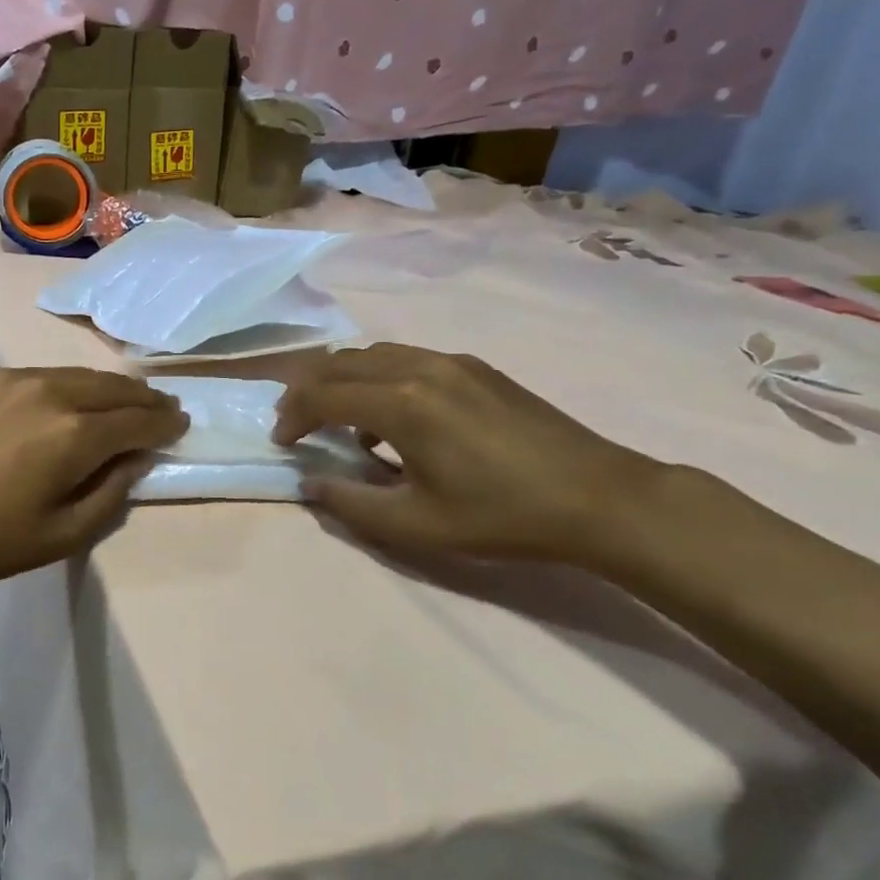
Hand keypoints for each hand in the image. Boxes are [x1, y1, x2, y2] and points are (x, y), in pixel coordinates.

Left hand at [0, 367, 187, 588]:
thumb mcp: (56, 537)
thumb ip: (107, 497)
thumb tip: (134, 462)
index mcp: (76, 434)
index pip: (138, 420)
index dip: (164, 422)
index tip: (179, 424)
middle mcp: (50, 392)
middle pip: (111, 387)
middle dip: (141, 396)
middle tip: (158, 405)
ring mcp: (7, 377)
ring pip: (71, 375)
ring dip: (101, 387)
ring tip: (114, 398)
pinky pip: (28, 377)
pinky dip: (53, 388)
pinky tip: (48, 403)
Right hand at [273, 344, 661, 569]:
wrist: (597, 497)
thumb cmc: (500, 516)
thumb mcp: (415, 525)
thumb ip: (350, 503)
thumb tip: (310, 482)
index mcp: (402, 403)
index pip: (322, 394)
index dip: (292, 416)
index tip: (282, 444)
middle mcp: (420, 367)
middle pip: (341, 362)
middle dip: (308, 390)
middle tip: (295, 424)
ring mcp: (452, 361)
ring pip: (374, 354)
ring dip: (343, 381)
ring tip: (339, 420)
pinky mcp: (476, 367)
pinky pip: (407, 359)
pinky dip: (379, 379)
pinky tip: (393, 417)